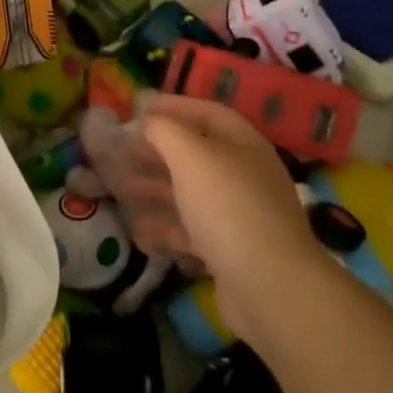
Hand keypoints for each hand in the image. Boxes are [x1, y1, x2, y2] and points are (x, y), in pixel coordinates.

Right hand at [140, 95, 316, 336]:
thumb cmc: (228, 206)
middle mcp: (244, 174)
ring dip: (156, 188)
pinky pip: (192, 230)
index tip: (137, 108)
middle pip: (197, 153)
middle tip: (123, 149)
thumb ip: (165, 131)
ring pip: (191, 192)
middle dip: (159, 149)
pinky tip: (139, 231)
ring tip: (122, 188)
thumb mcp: (191, 156)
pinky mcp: (230, 250)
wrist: (270, 286)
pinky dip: (165, 227)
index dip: (173, 106)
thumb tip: (149, 121)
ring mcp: (239, 214)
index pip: (207, 113)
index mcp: (243, 144)